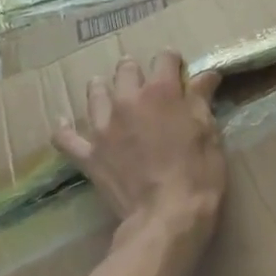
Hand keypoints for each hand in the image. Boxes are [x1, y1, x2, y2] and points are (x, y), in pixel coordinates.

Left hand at [53, 52, 226, 227]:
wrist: (167, 216)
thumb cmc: (198, 173)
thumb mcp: (209, 132)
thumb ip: (201, 99)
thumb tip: (207, 74)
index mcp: (161, 92)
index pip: (164, 58)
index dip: (172, 60)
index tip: (178, 66)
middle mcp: (128, 101)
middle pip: (126, 70)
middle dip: (136, 70)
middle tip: (144, 81)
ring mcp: (103, 127)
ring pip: (95, 94)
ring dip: (103, 89)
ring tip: (108, 92)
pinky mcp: (89, 154)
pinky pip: (66, 137)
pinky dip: (66, 130)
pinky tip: (66, 124)